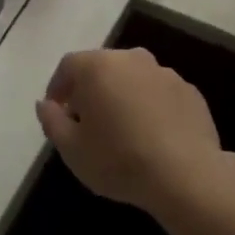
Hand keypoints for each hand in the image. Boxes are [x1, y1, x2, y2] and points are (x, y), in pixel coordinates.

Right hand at [35, 48, 223, 216]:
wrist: (185, 175)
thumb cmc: (119, 160)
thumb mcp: (72, 149)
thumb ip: (52, 121)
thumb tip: (45, 104)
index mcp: (100, 66)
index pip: (69, 65)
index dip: (58, 87)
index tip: (57, 111)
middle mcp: (133, 59)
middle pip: (102, 67)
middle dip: (90, 89)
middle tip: (86, 121)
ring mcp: (165, 72)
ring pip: (133, 78)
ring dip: (122, 96)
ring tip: (120, 130)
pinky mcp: (189, 91)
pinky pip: (159, 93)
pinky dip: (149, 106)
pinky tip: (151, 136)